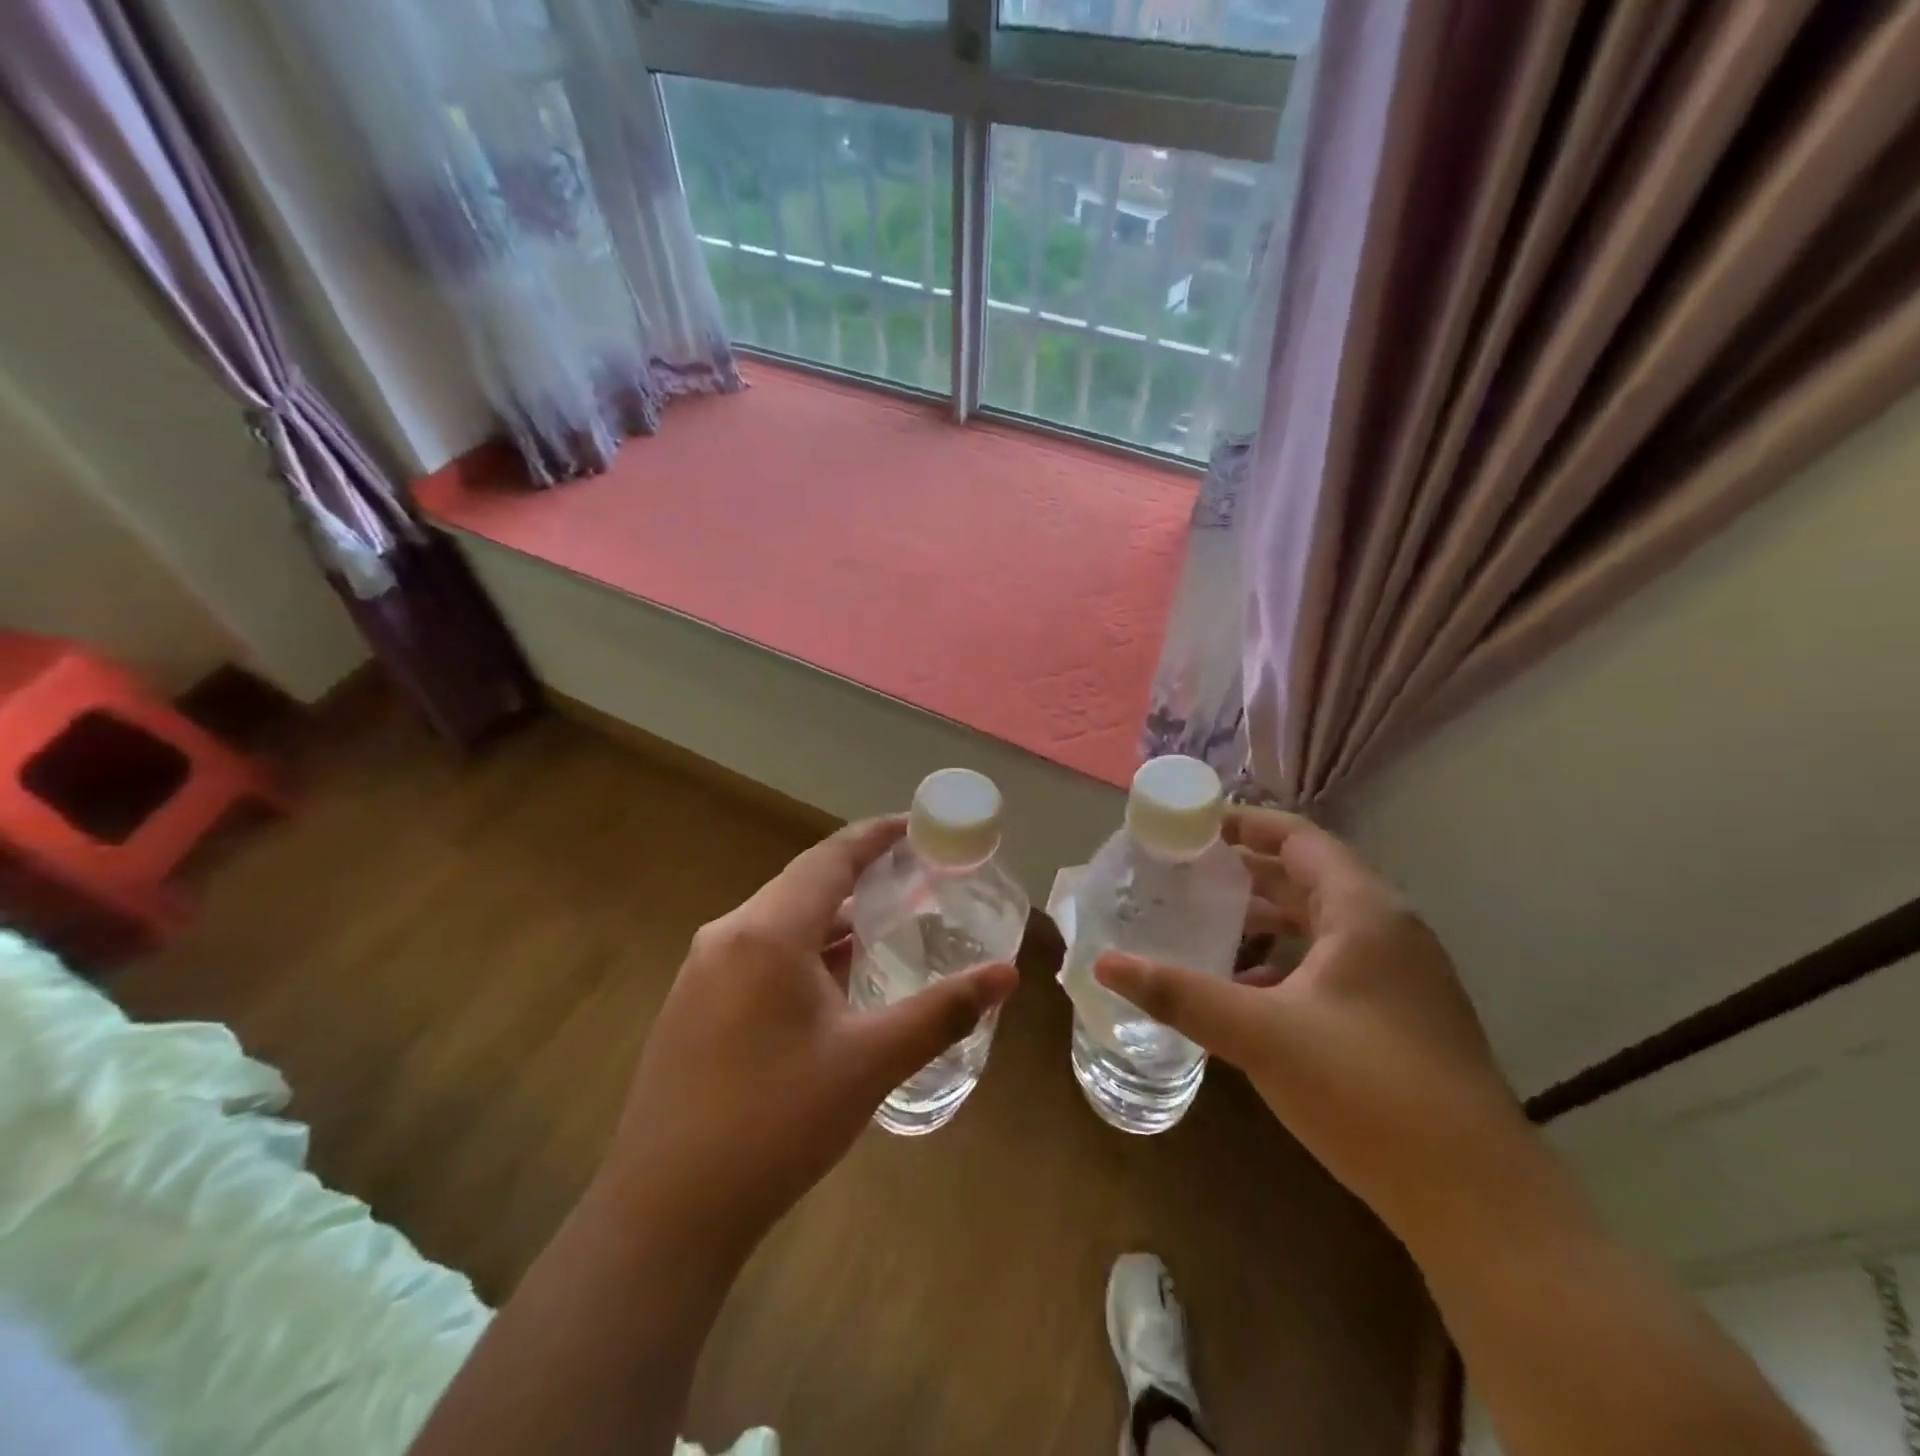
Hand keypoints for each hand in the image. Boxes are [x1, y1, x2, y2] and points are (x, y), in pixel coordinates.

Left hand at [602, 816, 1018, 1263]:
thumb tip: (1006, 976)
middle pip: (804, 883)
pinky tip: (833, 978)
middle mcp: (728, 934)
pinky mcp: (693, 1003)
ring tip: (885, 921)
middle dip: (860, 874)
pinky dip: (804, 947)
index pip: (830, 858)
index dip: (876, 835)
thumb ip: (941, 1012)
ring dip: (832, 915)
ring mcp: (702, 970)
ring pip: (779, 919)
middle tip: (915, 877)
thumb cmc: (776, 1123)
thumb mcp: (869, 1062)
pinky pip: (759, 951)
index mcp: (767, 932)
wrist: (666, 1211)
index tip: (918, 825)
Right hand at [1094, 807, 1525, 1231]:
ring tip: (1205, 923)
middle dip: (1245, 872)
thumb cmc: (1367, 1090)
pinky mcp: (1402, 1016)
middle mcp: (1388, 931)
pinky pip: (1333, 964)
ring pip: (1321, 925)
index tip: (1192, 826)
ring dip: (1266, 919)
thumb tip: (1105, 965)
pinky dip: (1288, 961)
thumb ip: (1181, 995)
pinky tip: (1247, 990)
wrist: (1477, 1200)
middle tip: (1184, 873)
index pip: (1299, 839)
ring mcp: (1402, 976)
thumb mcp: (1261, 1035)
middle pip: (1308, 878)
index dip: (1245, 824)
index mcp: (1364, 912)